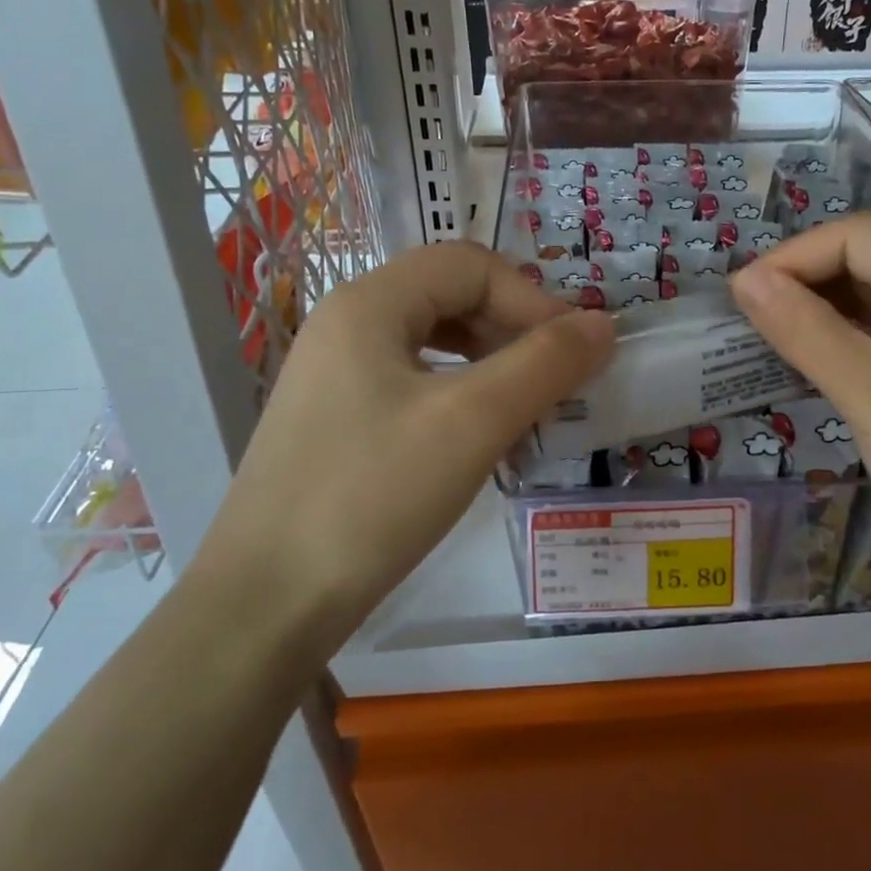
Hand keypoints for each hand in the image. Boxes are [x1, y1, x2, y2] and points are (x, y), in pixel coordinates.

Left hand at [204, 242, 615, 638]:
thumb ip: (545, 364)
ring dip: (491, 360)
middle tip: (556, 378)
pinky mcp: (336, 420)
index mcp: (369, 305)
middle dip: (513, 327)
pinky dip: (460, 393)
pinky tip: (479, 434)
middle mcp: (346, 325)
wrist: (266, 606)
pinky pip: (412, 382)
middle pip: (449, 295)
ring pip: (433, 341)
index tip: (575, 353)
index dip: (532, 299)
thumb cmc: (372, 496)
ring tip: (526, 404)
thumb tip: (604, 324)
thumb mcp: (473, 422)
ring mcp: (334, 375)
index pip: (470, 265)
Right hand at [730, 213, 870, 565]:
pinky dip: (851, 332)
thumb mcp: (868, 392)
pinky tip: (817, 355)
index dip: (795, 256)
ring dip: (825, 305)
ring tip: (773, 335)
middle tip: (752, 317)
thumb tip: (744, 279)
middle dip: (808, 278)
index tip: (741, 296)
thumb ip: (803, 328)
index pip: (861, 235)